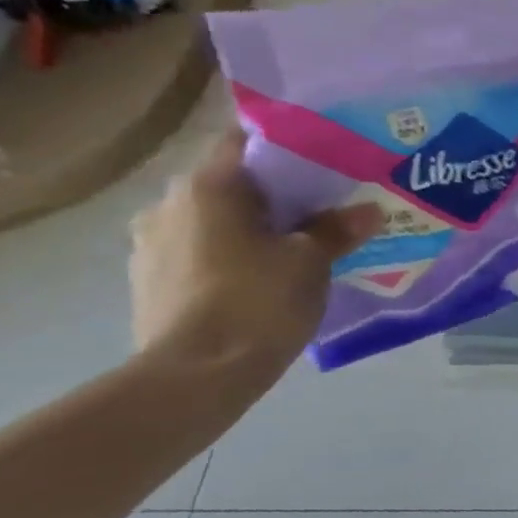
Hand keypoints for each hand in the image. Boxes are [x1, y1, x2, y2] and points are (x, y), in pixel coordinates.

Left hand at [130, 130, 381, 373]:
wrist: (195, 376)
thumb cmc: (257, 301)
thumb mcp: (312, 262)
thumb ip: (337, 229)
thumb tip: (369, 211)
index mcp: (206, 186)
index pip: (243, 141)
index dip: (284, 146)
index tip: (320, 160)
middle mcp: (167, 204)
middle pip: (228, 183)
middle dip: (270, 194)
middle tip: (316, 209)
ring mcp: (149, 245)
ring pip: (209, 221)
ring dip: (244, 228)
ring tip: (289, 249)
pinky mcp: (148, 283)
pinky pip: (195, 253)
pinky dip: (225, 257)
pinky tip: (257, 280)